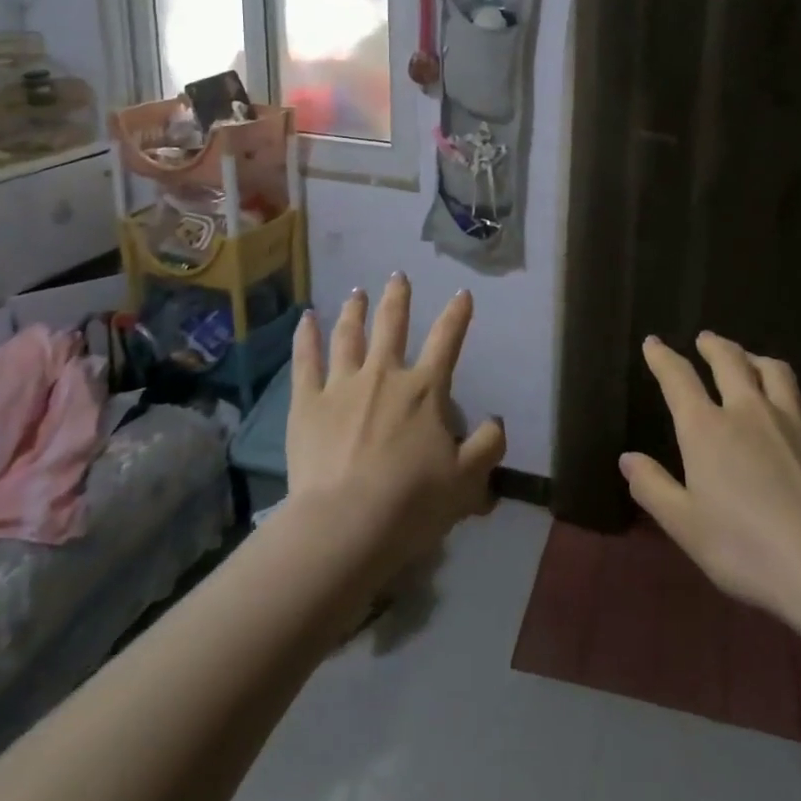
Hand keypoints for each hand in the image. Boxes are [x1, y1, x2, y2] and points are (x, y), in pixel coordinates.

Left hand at [286, 274, 506, 560]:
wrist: (346, 524)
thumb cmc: (412, 502)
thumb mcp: (468, 481)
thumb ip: (488, 446)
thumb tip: (496, 421)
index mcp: (424, 390)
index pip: (446, 341)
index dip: (457, 315)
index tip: (462, 293)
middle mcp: (384, 375)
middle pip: (392, 325)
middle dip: (398, 298)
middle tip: (398, 276)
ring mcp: (342, 385)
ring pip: (349, 335)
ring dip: (355, 310)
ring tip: (357, 292)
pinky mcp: (307, 403)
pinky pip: (306, 361)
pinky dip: (306, 336)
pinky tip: (305, 318)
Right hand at [621, 332, 800, 633]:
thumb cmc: (745, 549)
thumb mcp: (684, 525)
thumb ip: (653, 487)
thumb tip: (627, 458)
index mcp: (706, 428)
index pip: (678, 378)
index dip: (662, 357)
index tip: (653, 342)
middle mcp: (748, 411)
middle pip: (729, 361)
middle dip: (714, 345)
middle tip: (705, 339)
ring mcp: (793, 421)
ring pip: (775, 371)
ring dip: (757, 359)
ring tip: (751, 360)